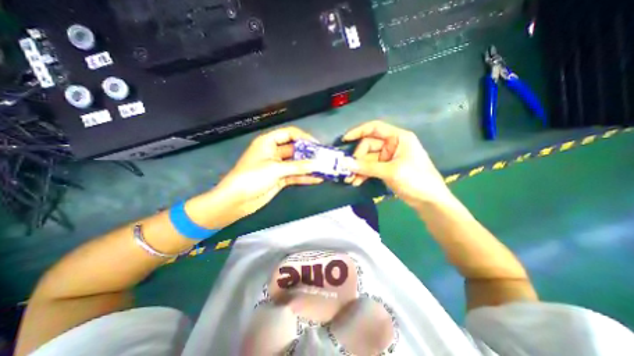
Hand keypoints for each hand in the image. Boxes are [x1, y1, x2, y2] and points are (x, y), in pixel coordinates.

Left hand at [192, 128, 322, 227]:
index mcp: (268, 142)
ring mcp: (277, 166)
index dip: (304, 137)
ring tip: (323, 168)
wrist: (236, 200)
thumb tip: (316, 165)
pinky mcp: (279, 178)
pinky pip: (294, 175)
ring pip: (296, 163)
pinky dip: (304, 177)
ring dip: (308, 166)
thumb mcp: (275, 169)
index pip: (289, 134)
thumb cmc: (252, 177)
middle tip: (324, 158)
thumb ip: (297, 167)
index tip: (317, 144)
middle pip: (295, 149)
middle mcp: (274, 152)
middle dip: (309, 153)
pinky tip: (316, 179)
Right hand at [345, 119, 452, 206]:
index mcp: (398, 138)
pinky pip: (370, 168)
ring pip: (367, 159)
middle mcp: (392, 145)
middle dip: (357, 158)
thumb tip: (344, 163)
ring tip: (350, 179)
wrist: (429, 201)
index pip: (375, 128)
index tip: (345, 139)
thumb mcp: (391, 171)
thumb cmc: (416, 180)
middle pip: (368, 146)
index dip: (358, 131)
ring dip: (358, 168)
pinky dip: (363, 174)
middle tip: (348, 170)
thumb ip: (367, 167)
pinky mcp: (385, 169)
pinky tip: (356, 182)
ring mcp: (388, 158)